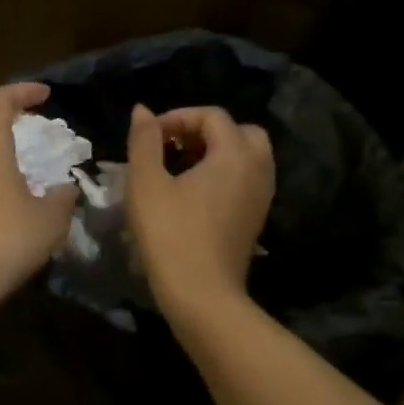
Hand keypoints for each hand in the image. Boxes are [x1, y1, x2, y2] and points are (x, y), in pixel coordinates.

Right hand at [126, 104, 273, 307]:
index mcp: (235, 154)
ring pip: (246, 157)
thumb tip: (142, 110)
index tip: (150, 137)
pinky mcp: (256, 218)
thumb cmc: (170, 234)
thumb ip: (145, 140)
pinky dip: (224, 174)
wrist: (202, 294)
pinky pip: (246, 180)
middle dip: (205, 132)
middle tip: (173, 147)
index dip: (178, 118)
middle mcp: (258, 169)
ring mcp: (262, 196)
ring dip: (216, 153)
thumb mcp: (146, 183)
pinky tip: (194, 193)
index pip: (212, 117)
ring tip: (180, 168)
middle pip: (239, 132)